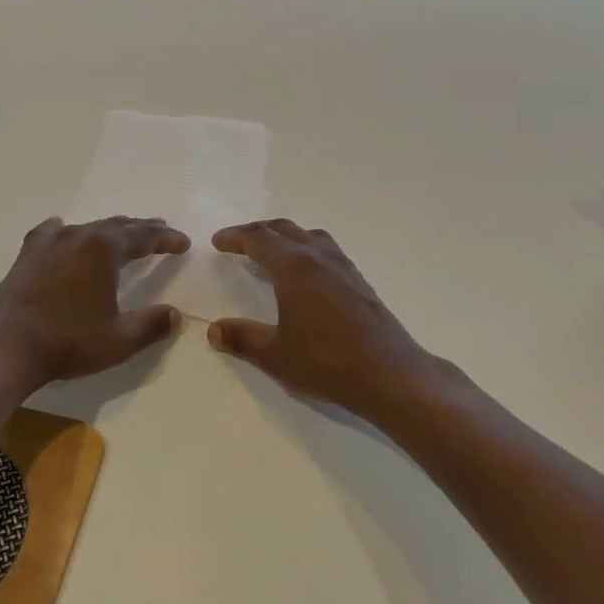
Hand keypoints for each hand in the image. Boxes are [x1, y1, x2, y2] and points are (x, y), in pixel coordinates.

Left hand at [0, 216, 189, 389]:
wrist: (5, 346)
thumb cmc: (68, 342)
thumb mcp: (118, 340)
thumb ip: (150, 325)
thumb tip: (175, 315)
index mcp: (104, 250)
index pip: (144, 237)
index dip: (166, 239)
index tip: (183, 242)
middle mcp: (78, 236)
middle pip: (117, 226)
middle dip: (141, 229)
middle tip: (160, 230)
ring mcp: (49, 243)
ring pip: (87, 227)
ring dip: (109, 230)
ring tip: (121, 232)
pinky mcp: (27, 256)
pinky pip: (52, 233)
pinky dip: (66, 231)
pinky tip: (62, 230)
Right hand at [207, 220, 444, 429]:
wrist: (390, 374)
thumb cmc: (327, 362)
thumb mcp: (275, 355)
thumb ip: (242, 338)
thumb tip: (214, 330)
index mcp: (293, 267)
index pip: (258, 238)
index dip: (235, 237)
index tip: (218, 242)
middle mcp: (318, 257)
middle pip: (283, 229)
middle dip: (257, 232)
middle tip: (238, 243)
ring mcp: (342, 266)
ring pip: (308, 236)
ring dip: (284, 237)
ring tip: (271, 253)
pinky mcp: (358, 280)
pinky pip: (325, 250)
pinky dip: (305, 249)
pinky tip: (305, 274)